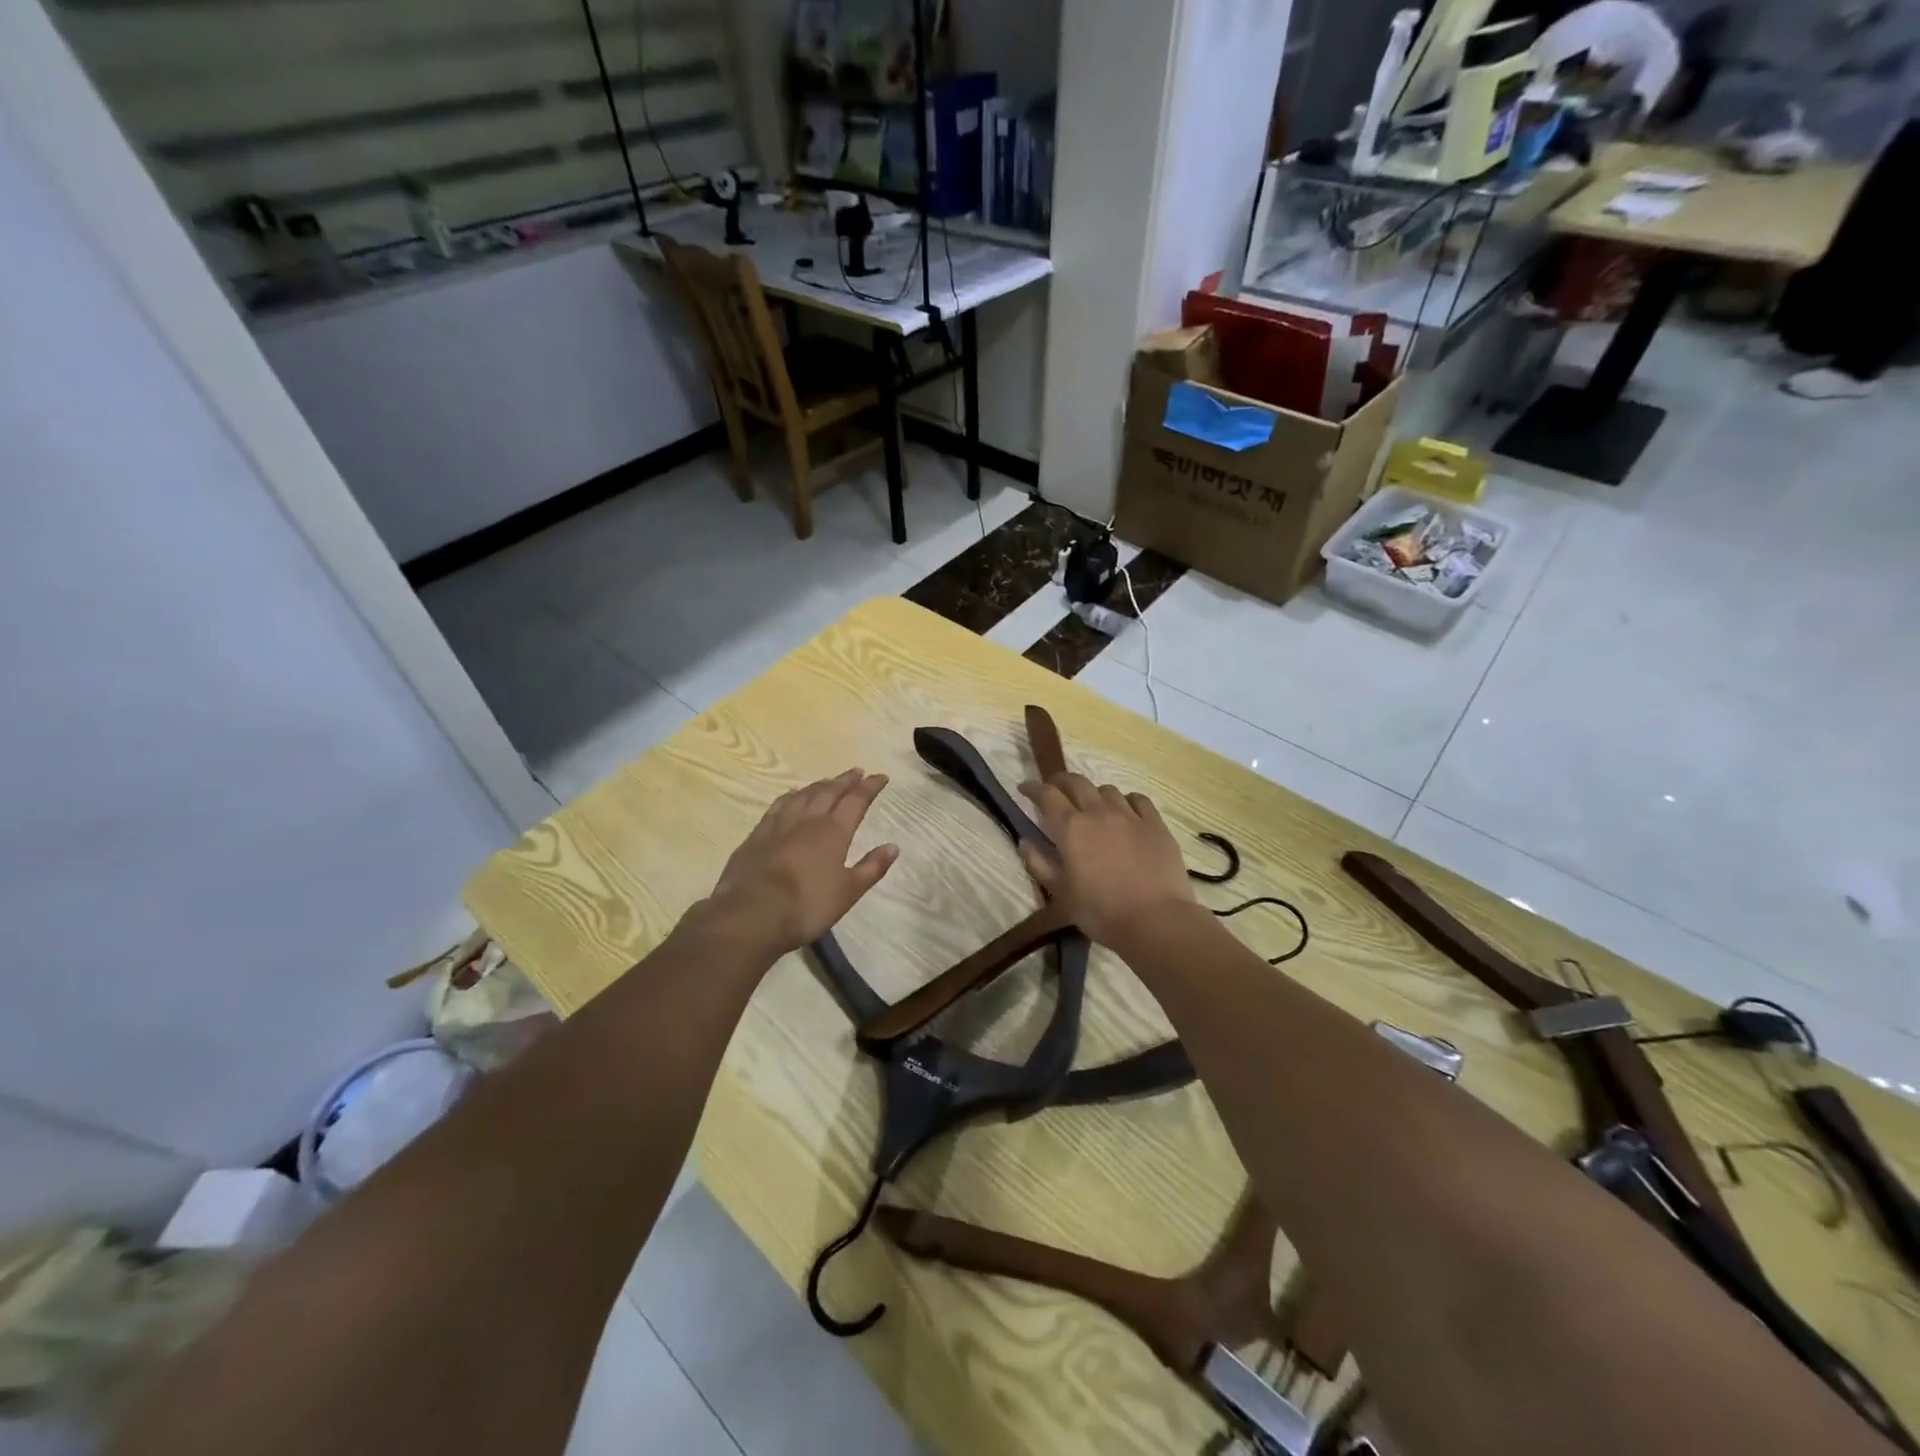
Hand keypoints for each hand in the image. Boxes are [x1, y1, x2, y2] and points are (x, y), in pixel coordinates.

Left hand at [699, 769, 897, 958]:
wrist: (752, 913)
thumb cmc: (807, 905)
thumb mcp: (848, 892)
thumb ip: (871, 867)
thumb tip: (893, 847)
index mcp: (834, 831)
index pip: (857, 800)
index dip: (870, 787)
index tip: (881, 777)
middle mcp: (808, 819)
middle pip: (830, 791)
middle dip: (846, 780)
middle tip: (857, 772)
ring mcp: (780, 824)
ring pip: (804, 794)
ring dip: (820, 784)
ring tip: (829, 781)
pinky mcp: (758, 834)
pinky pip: (779, 805)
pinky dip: (791, 796)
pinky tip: (791, 795)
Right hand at [1016, 773, 1198, 949]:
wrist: (1155, 921)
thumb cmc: (1100, 912)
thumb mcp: (1060, 893)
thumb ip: (1039, 863)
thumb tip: (1024, 841)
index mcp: (1071, 828)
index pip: (1047, 795)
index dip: (1033, 788)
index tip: (1025, 788)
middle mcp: (1099, 812)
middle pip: (1076, 782)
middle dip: (1060, 781)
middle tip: (1054, 790)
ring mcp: (1130, 815)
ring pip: (1107, 789)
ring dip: (1093, 793)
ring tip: (1091, 805)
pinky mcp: (1155, 824)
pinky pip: (1138, 800)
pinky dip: (1125, 800)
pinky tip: (1125, 811)